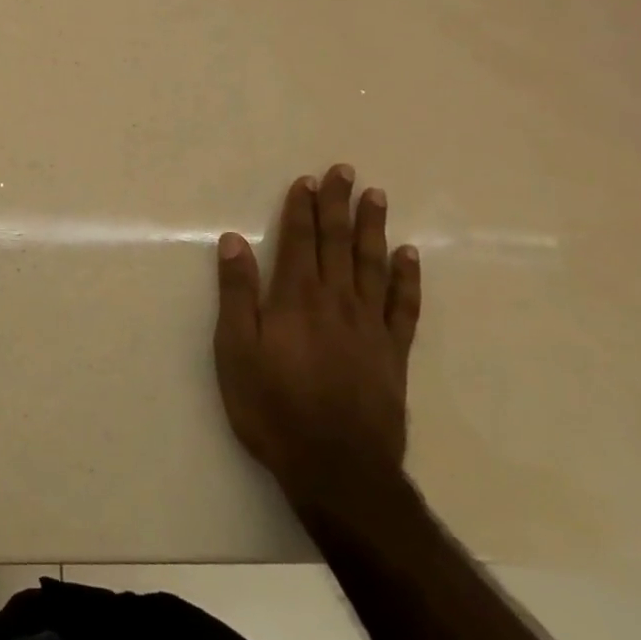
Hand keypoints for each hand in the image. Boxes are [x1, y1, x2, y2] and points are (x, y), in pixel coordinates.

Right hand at [213, 165, 420, 524]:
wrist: (337, 468)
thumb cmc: (272, 408)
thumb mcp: (235, 351)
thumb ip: (236, 294)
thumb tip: (233, 241)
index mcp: (296, 298)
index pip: (299, 241)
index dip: (302, 209)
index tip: (307, 180)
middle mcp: (336, 301)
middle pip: (337, 243)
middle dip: (338, 205)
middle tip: (346, 171)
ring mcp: (370, 326)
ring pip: (372, 264)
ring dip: (373, 228)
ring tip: (376, 196)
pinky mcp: (394, 353)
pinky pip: (404, 306)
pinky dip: (407, 277)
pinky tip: (407, 256)